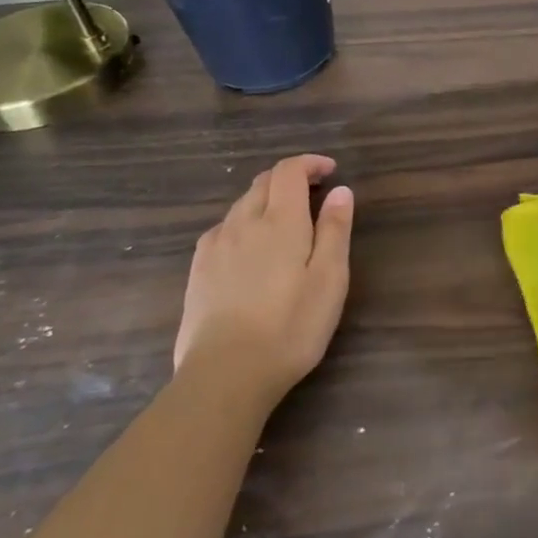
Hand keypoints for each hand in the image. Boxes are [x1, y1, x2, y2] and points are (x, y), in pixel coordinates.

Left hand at [174, 155, 354, 405]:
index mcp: (280, 221)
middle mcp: (243, 223)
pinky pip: (222, 230)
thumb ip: (335, 230)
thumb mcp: (330, 278)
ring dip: (265, 200)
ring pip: (240, 206)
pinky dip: (243, 223)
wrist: (225, 374)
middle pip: (263, 183)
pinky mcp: (197, 271)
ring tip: (286, 221)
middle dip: (289, 178)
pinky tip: (250, 248)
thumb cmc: (291, 325)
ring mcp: (215, 247)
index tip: (330, 171)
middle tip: (314, 193)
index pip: (289, 171)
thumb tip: (340, 190)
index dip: (309, 163)